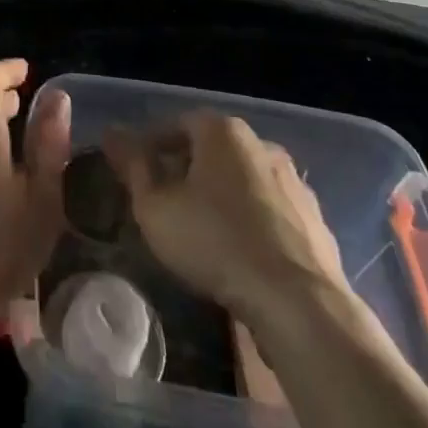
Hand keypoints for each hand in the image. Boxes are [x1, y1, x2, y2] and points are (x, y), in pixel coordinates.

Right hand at [104, 110, 345, 327]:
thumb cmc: (215, 243)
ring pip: (243, 180)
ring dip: (222, 197)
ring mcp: (293, 182)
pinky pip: (270, 211)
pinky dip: (251, 222)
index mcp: (222, 131)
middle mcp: (261, 144)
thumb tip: (112, 132)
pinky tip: (240, 253)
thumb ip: (133, 166)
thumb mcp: (156, 207)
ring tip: (201, 231)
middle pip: (212, 150)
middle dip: (187, 171)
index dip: (151, 147)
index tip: (136, 175)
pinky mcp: (314, 220)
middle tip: (164, 203)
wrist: (298, 302)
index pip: (177, 124)